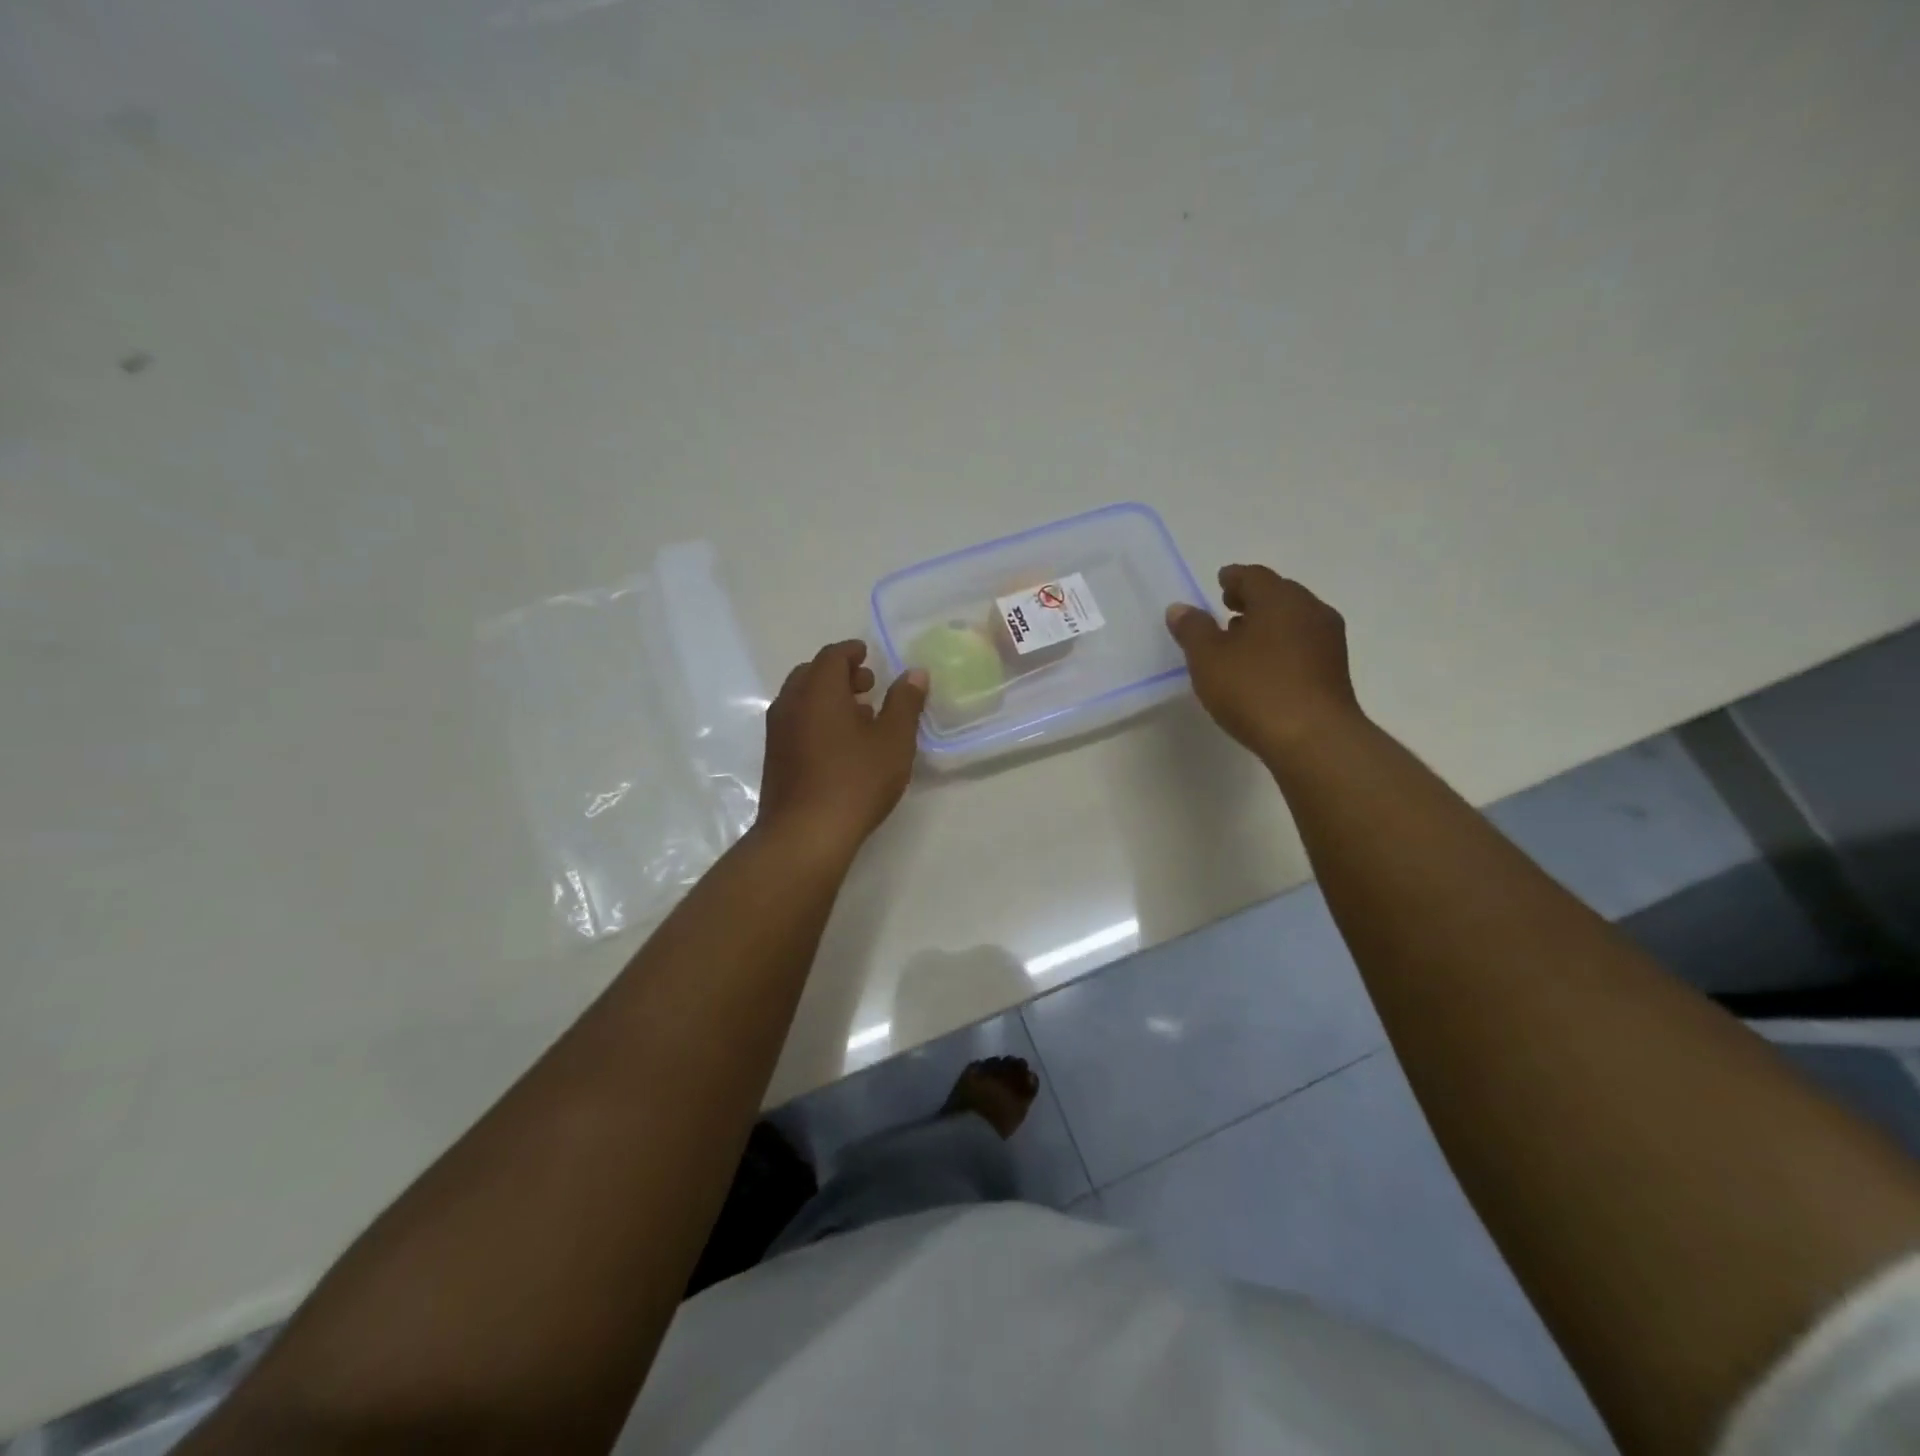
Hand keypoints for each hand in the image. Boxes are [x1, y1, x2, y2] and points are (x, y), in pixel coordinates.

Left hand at [756, 641, 927, 856]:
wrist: (805, 834)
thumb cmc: (855, 780)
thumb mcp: (894, 740)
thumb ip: (905, 703)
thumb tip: (914, 673)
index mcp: (818, 690)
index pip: (832, 656)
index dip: (852, 651)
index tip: (868, 654)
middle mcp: (791, 704)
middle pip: (812, 674)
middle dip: (839, 674)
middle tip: (867, 685)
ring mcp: (777, 732)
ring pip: (801, 700)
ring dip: (828, 698)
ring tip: (859, 715)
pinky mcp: (775, 758)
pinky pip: (796, 723)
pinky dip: (816, 719)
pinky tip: (840, 744)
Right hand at [1165, 565, 1362, 758]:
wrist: (1314, 739)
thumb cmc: (1255, 689)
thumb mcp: (1208, 659)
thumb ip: (1192, 629)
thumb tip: (1180, 608)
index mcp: (1280, 599)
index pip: (1254, 576)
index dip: (1233, 578)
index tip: (1220, 582)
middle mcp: (1310, 610)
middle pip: (1278, 594)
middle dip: (1253, 599)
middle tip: (1228, 607)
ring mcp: (1328, 641)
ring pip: (1293, 620)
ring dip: (1268, 624)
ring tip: (1242, 640)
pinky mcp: (1335, 671)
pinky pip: (1303, 645)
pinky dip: (1282, 645)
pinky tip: (1265, 667)